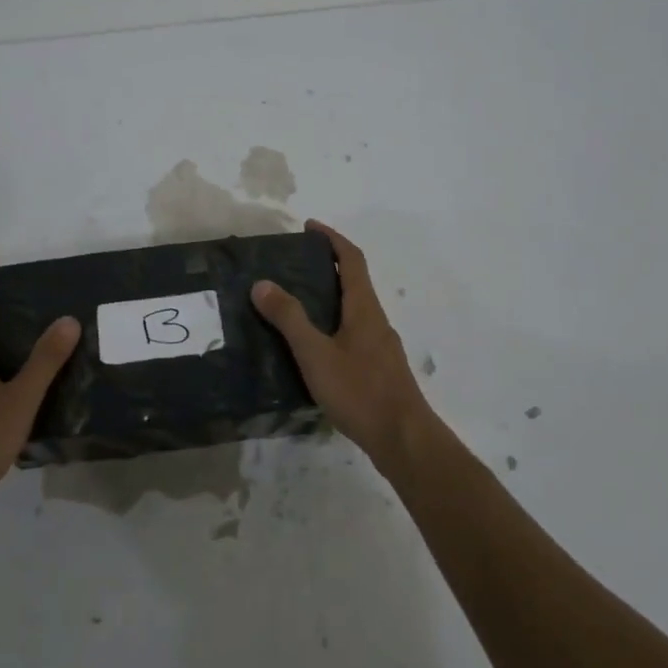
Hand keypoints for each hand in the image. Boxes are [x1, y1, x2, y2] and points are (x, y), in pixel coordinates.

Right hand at [252, 220, 435, 468]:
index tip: (309, 227)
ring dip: (330, 297)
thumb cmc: (360, 391)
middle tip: (293, 266)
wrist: (404, 440)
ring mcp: (381, 346)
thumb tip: (262, 283)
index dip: (331, 238)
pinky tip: (314, 348)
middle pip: (354, 281)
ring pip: (354, 309)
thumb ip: (290, 318)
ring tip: (296, 304)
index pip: (351, 259)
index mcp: (364, 308)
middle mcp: (376, 320)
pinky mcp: (380, 369)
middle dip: (327, 266)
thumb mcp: (316, 354)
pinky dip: (334, 324)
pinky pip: (354, 333)